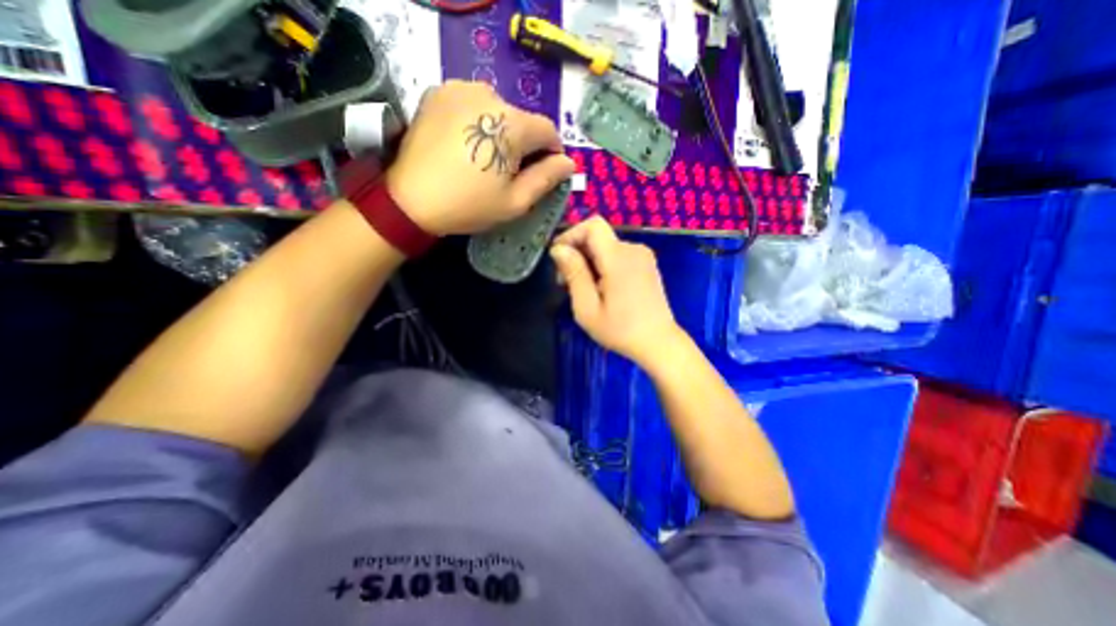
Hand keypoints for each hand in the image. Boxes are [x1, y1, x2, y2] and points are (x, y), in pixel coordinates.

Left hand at [387, 77, 575, 232]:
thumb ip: (546, 179)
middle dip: (524, 144)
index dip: (552, 152)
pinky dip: (477, 121)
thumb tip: (568, 163)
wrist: (411, 200)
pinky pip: (472, 103)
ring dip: (501, 131)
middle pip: (522, 120)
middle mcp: (489, 94)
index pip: (548, 130)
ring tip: (485, 158)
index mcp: (511, 124)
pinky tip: (466, 143)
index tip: (543, 172)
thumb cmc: (469, 205)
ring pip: (498, 110)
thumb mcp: (515, 201)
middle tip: (509, 172)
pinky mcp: (438, 92)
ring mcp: (460, 88)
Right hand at [550, 217, 684, 369]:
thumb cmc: (620, 330)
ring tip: (584, 290)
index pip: (592, 225)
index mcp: (619, 258)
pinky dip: (603, 265)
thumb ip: (574, 273)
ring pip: (606, 246)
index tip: (558, 258)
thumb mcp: (587, 307)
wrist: (658, 343)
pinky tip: (601, 288)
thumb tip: (559, 248)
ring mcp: (643, 256)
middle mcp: (634, 249)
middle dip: (577, 253)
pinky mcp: (646, 265)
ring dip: (589, 261)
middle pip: (598, 236)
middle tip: (566, 282)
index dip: (571, 234)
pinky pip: (618, 255)